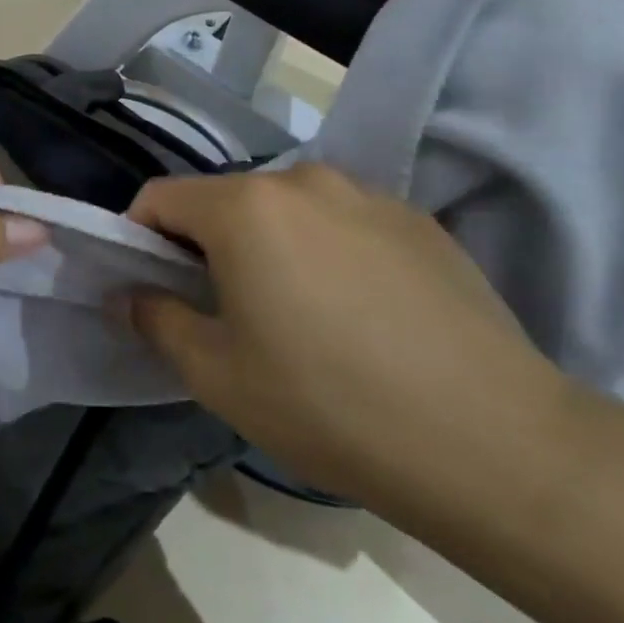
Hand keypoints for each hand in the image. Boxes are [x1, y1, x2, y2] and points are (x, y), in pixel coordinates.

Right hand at [128, 164, 563, 506]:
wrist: (492, 441)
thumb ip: (157, 320)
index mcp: (245, 208)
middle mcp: (304, 180)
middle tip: (219, 309)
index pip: (160, 198)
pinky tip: (355, 315)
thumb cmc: (327, 404)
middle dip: (204, 244)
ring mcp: (369, 195)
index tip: (149, 286)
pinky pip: (342, 223)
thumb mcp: (216, 375)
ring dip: (266, 246)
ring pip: (285, 210)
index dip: (138, 237)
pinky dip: (323, 251)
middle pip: (225, 200)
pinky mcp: (419, 221)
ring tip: (292, 313)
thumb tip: (132, 294)